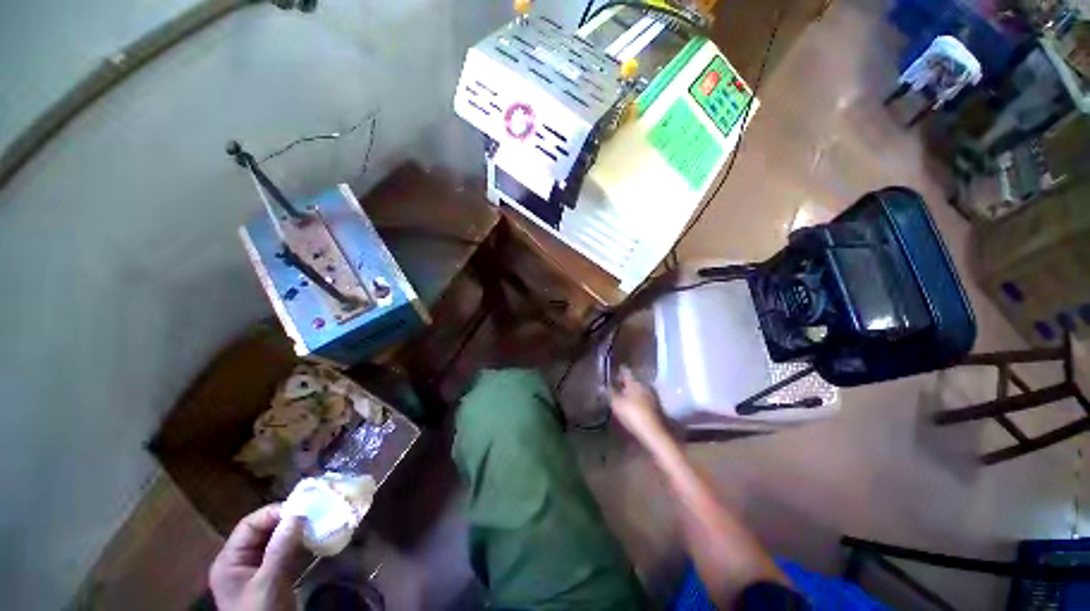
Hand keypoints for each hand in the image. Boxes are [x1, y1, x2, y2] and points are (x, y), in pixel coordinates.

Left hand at [209, 504, 303, 610]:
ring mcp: (256, 568)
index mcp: (229, 560)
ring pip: (275, 540)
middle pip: (263, 531)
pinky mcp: (271, 575)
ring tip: (316, 524)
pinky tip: (313, 540)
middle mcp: (240, 560)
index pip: (249, 525)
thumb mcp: (269, 582)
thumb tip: (298, 514)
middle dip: (287, 521)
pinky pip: (283, 552)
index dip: (274, 513)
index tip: (302, 508)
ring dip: (295, 532)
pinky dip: (298, 544)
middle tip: (313, 514)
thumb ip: (280, 549)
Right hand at [609, 367, 669, 447]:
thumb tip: (602, 385)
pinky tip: (630, 409)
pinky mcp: (656, 408)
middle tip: (613, 389)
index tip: (609, 374)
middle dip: (623, 384)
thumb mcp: (616, 403)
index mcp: (636, 381)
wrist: (656, 434)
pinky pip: (643, 400)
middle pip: (632, 381)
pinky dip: (636, 402)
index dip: (616, 372)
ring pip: (638, 390)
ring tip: (620, 400)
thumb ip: (609, 392)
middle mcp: (645, 385)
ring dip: (630, 393)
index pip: (625, 371)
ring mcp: (653, 396)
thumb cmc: (634, 415)